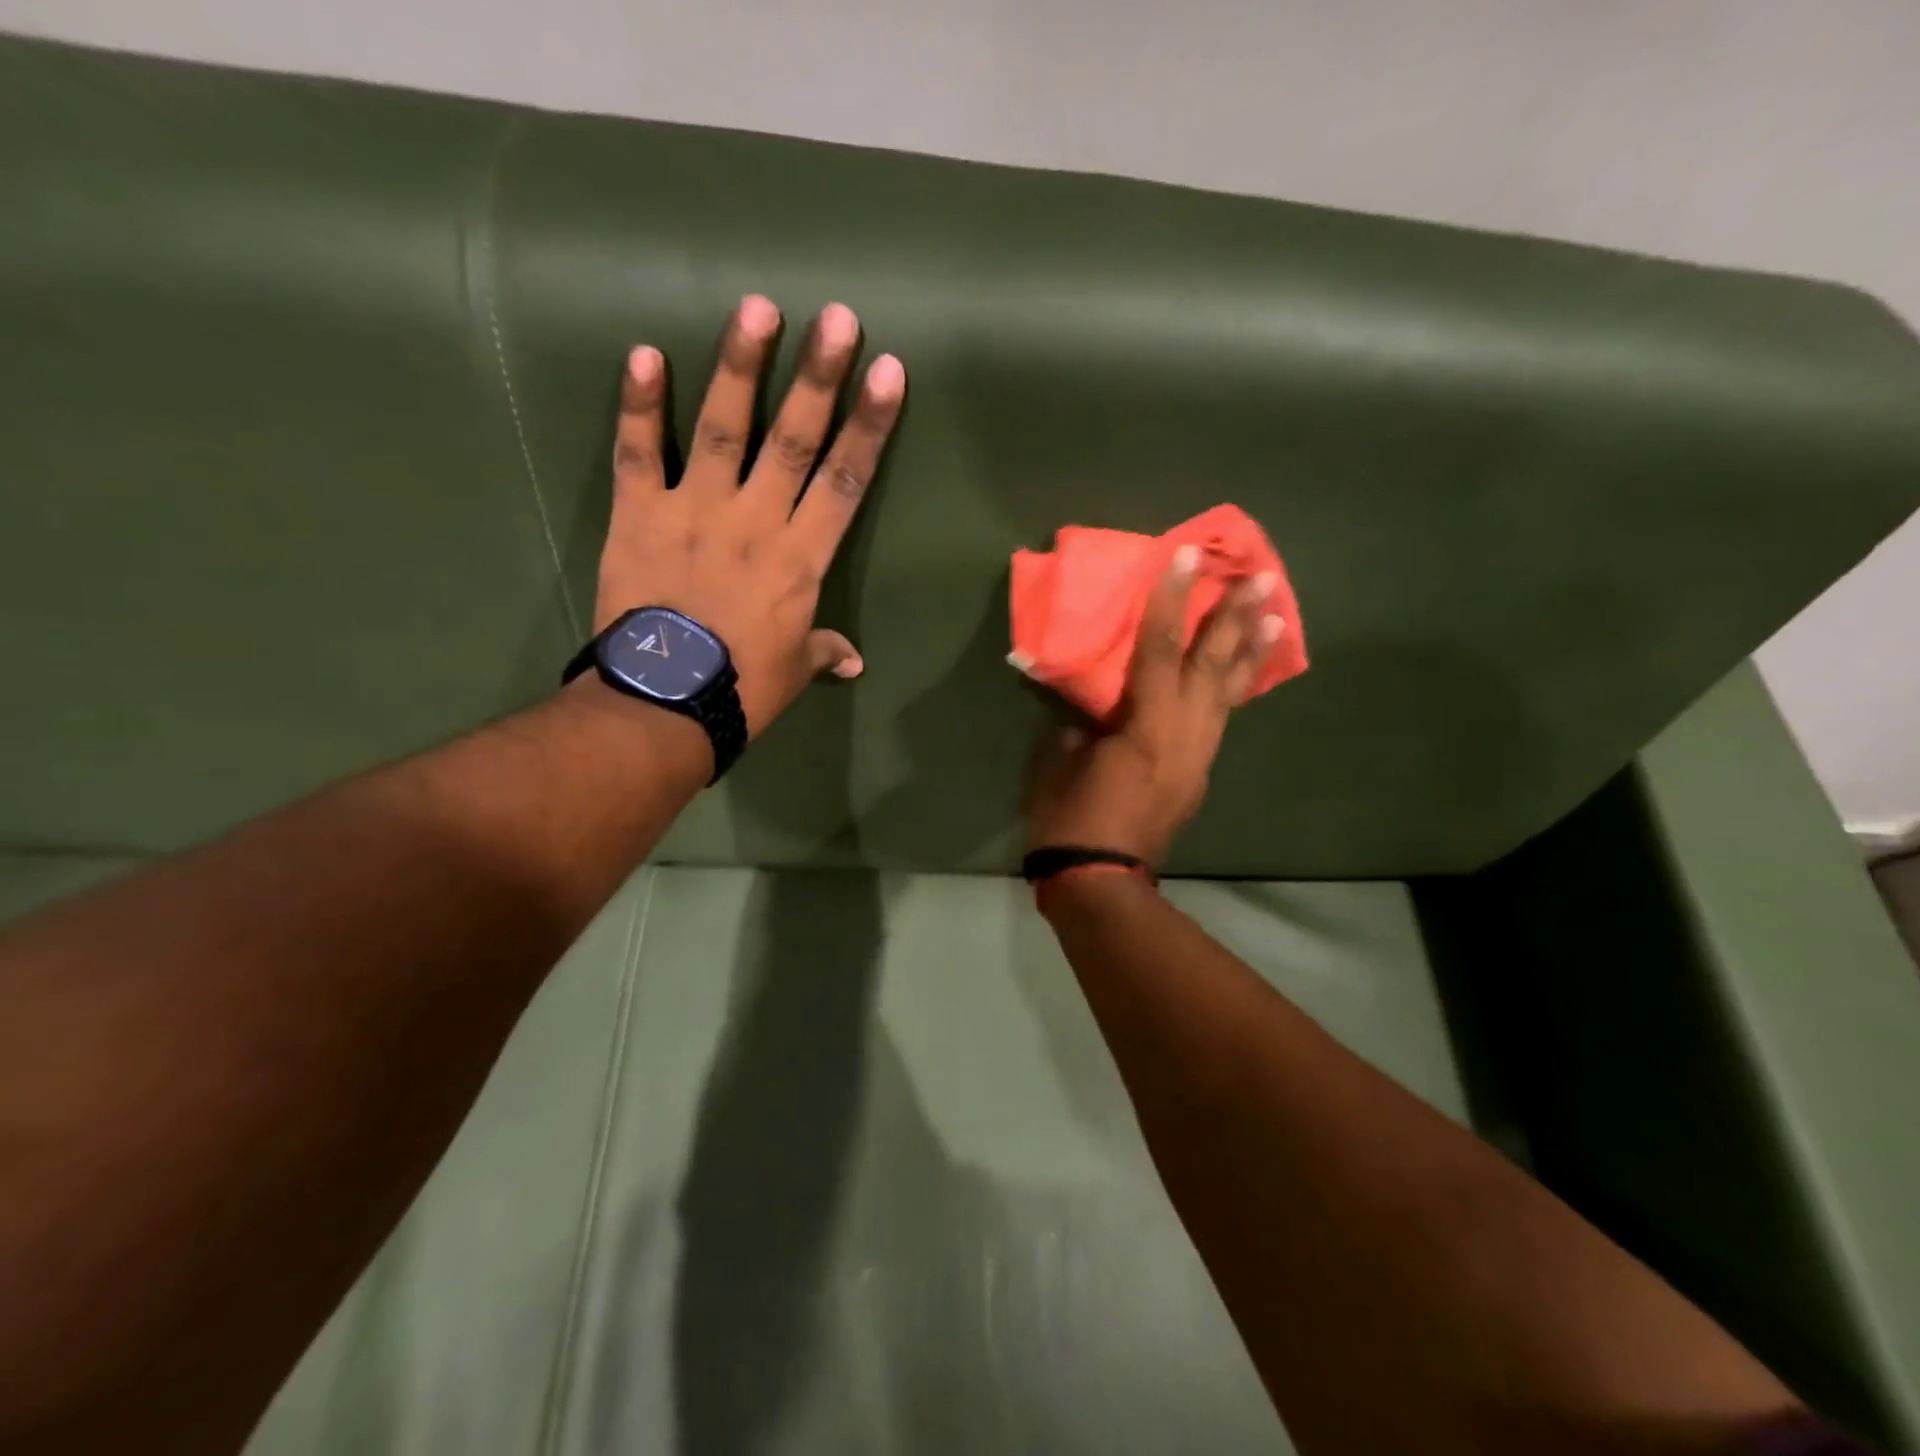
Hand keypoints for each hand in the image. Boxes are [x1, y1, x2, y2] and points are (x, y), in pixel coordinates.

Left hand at [597, 295, 905, 735]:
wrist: (663, 704)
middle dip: (819, 377)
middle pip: (793, 439)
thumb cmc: (743, 688)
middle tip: (837, 317)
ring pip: (722, 428)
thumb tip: (852, 661)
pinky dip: (639, 405)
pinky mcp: (640, 515)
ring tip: (756, 308)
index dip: (869, 425)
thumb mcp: (794, 671)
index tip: (888, 373)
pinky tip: (645, 354)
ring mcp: (694, 510)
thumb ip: (823, 652)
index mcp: (801, 558)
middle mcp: (755, 520)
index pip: (846, 480)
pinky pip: (638, 453)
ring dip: (740, 366)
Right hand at [1025, 546, 1284, 867]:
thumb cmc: (1070, 821)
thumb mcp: (1056, 763)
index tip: (1185, 557)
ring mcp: (1197, 756)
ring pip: (1228, 693)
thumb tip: (1093, 713)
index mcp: (1145, 728)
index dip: (1169, 601)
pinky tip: (1243, 672)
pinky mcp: (1197, 773)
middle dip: (1235, 618)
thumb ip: (1080, 725)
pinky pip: (1220, 719)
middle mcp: (1184, 736)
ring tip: (1276, 614)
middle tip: (1262, 577)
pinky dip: (1234, 689)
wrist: (1101, 881)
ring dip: (1250, 652)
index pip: (1157, 651)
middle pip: (1212, 667)